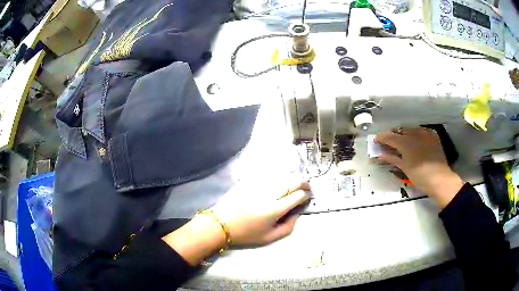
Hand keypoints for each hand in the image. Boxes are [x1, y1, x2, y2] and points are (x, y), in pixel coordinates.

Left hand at [162, 181, 310, 265]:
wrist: (221, 224)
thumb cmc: (246, 234)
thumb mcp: (269, 238)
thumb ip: (288, 226)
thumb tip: (297, 213)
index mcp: (274, 209)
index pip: (297, 196)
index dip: (306, 195)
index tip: (308, 196)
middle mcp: (269, 194)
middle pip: (291, 182)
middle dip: (303, 183)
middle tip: (307, 186)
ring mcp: (259, 186)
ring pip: (281, 177)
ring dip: (292, 179)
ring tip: (295, 184)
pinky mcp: (250, 182)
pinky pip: (269, 177)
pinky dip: (278, 179)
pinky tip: (279, 183)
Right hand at [375, 127, 463, 208]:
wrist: (440, 178)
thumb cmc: (419, 176)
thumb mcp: (404, 168)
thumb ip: (392, 159)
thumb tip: (380, 155)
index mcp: (404, 142)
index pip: (389, 137)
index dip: (381, 138)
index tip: (376, 140)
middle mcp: (414, 134)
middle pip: (400, 130)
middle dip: (393, 134)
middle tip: (390, 142)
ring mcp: (424, 133)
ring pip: (411, 128)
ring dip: (405, 132)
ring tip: (403, 140)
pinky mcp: (433, 135)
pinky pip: (422, 130)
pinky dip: (416, 133)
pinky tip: (417, 139)